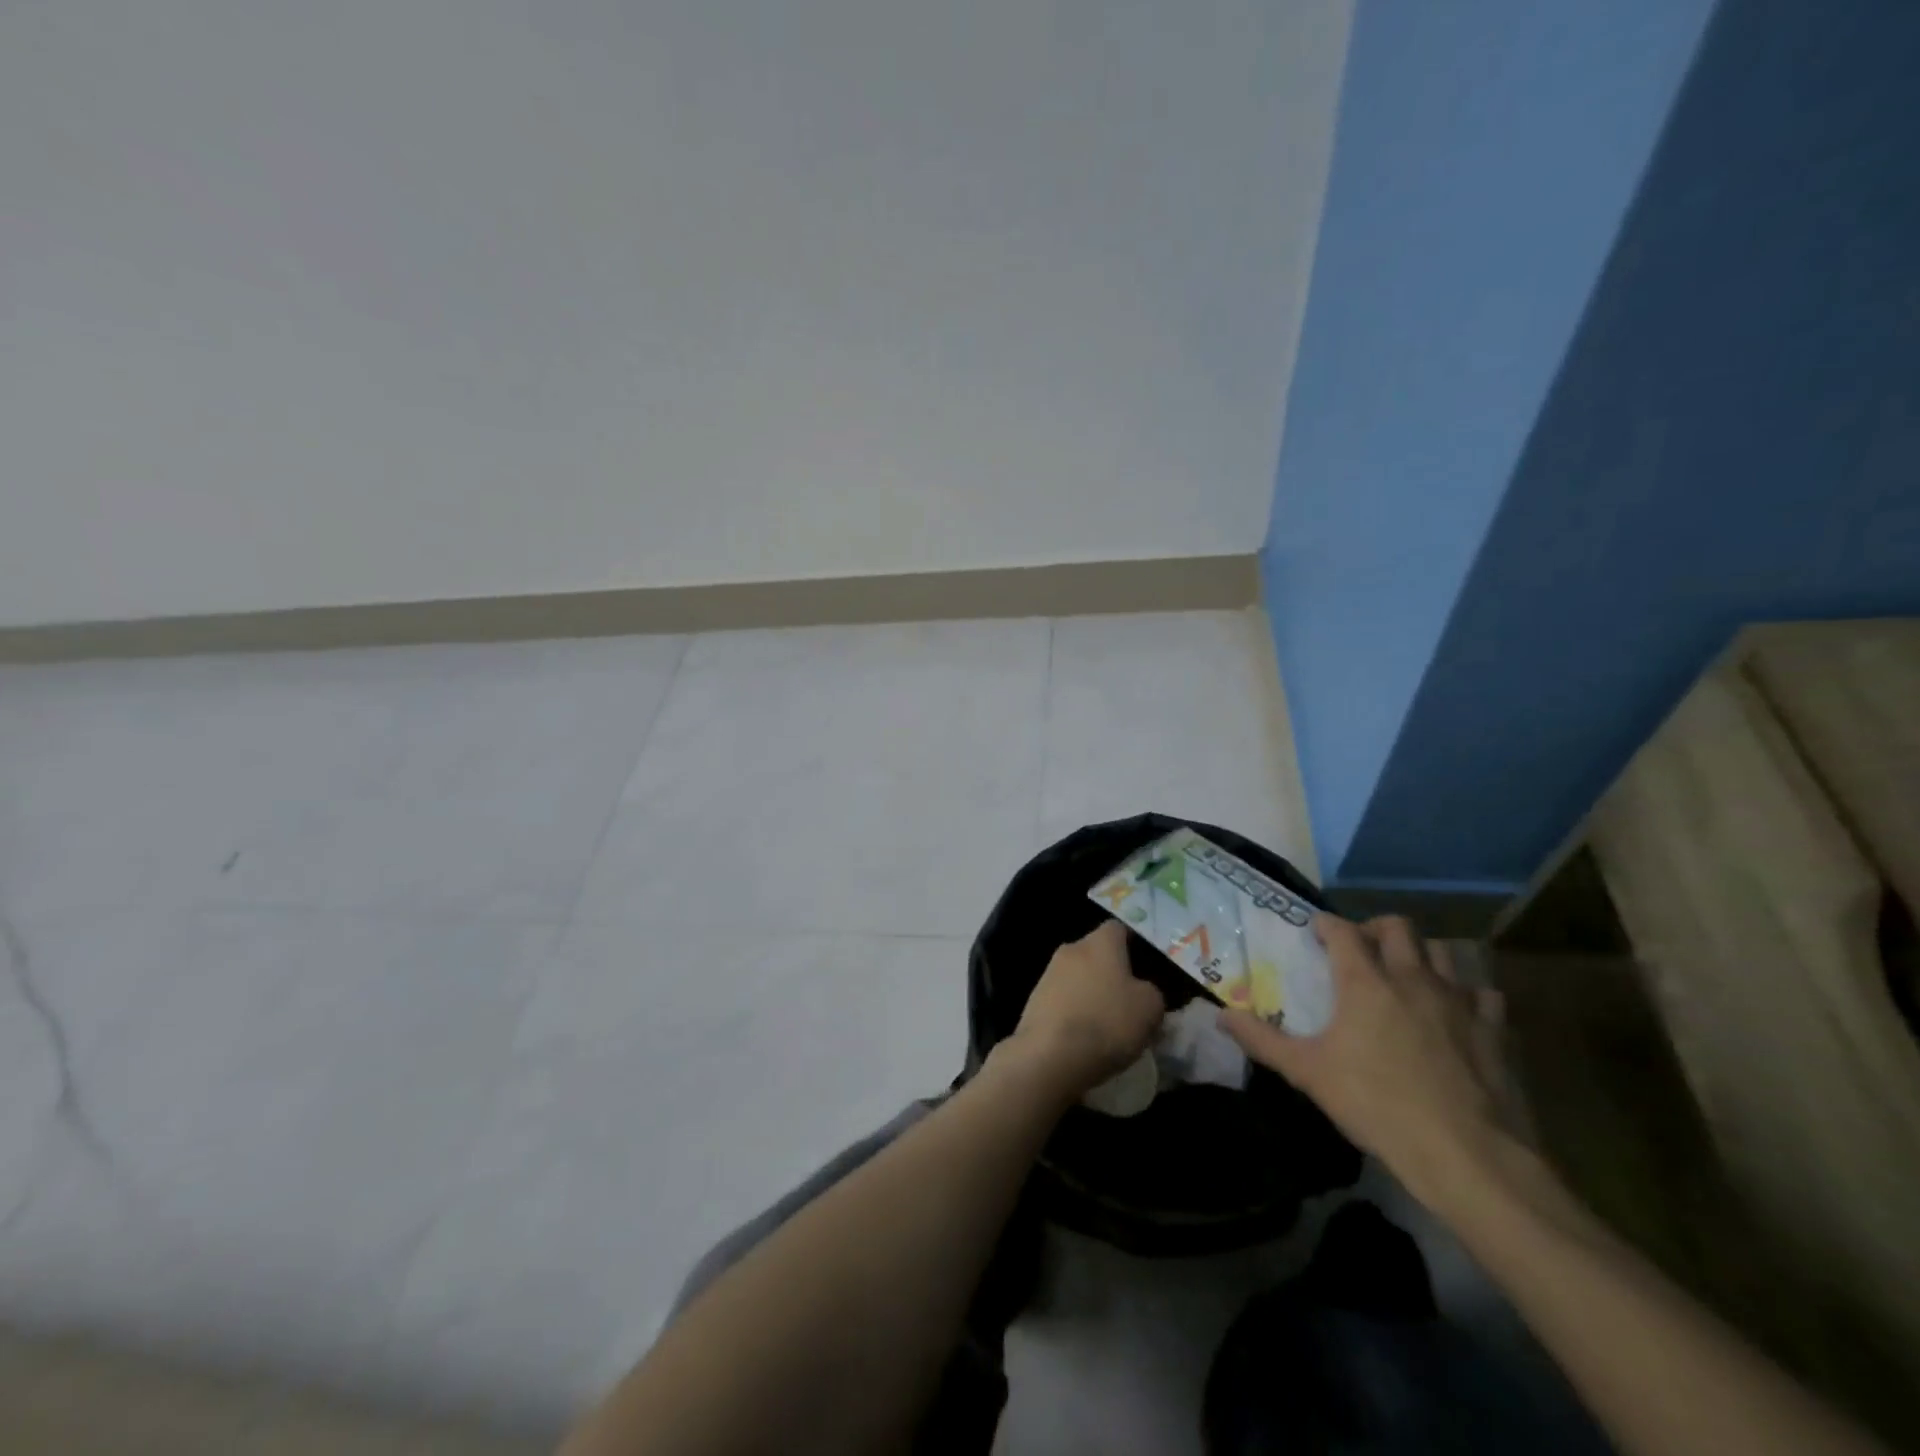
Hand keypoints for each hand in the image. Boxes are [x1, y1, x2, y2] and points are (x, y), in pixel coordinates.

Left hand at [1008, 920, 1166, 1100]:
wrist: (1050, 1056)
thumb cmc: (1107, 1022)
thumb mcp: (1150, 1008)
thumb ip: (1152, 992)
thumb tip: (1143, 991)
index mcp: (1100, 942)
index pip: (1118, 929)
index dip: (1133, 945)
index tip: (1145, 968)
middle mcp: (1071, 949)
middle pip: (1096, 953)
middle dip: (1111, 972)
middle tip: (1129, 1001)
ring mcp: (1048, 973)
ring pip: (1078, 977)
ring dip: (1091, 993)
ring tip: (1106, 1025)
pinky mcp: (1034, 1000)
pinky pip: (1062, 999)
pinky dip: (1073, 1012)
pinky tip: (1083, 1037)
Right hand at [1220, 914, 1512, 1207]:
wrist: (1467, 1155)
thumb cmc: (1377, 1105)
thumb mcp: (1307, 1073)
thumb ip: (1262, 1040)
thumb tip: (1220, 1014)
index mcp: (1365, 982)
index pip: (1342, 931)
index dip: (1326, 924)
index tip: (1315, 930)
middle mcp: (1412, 978)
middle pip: (1398, 927)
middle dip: (1375, 929)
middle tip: (1361, 949)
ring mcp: (1459, 1001)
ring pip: (1443, 951)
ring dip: (1422, 953)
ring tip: (1407, 974)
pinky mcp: (1494, 1029)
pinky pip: (1482, 994)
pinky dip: (1466, 994)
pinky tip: (1456, 1013)